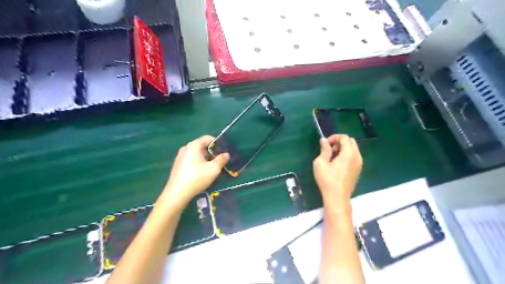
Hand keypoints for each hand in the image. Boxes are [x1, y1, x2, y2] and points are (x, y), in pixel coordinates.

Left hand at [159, 134, 228, 206]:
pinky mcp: (178, 165)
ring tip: (212, 168)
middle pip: (202, 146)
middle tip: (220, 161)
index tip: (224, 152)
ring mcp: (180, 156)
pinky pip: (191, 159)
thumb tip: (226, 154)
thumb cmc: (196, 178)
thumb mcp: (213, 169)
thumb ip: (222, 160)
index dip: (218, 143)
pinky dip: (198, 162)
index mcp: (193, 145)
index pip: (208, 138)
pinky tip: (201, 173)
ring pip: (197, 153)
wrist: (177, 193)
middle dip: (212, 152)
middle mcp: (185, 148)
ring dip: (206, 158)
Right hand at [312, 134, 363, 207]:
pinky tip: (337, 165)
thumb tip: (324, 140)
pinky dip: (346, 155)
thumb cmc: (327, 179)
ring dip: (342, 149)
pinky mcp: (358, 170)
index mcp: (349, 153)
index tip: (325, 145)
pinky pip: (353, 156)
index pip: (344, 137)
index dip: (333, 137)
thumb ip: (324, 149)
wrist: (337, 197)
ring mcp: (359, 164)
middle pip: (350, 141)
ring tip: (331, 158)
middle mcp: (357, 156)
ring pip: (352, 149)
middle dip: (339, 142)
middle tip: (329, 151)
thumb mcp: (321, 162)